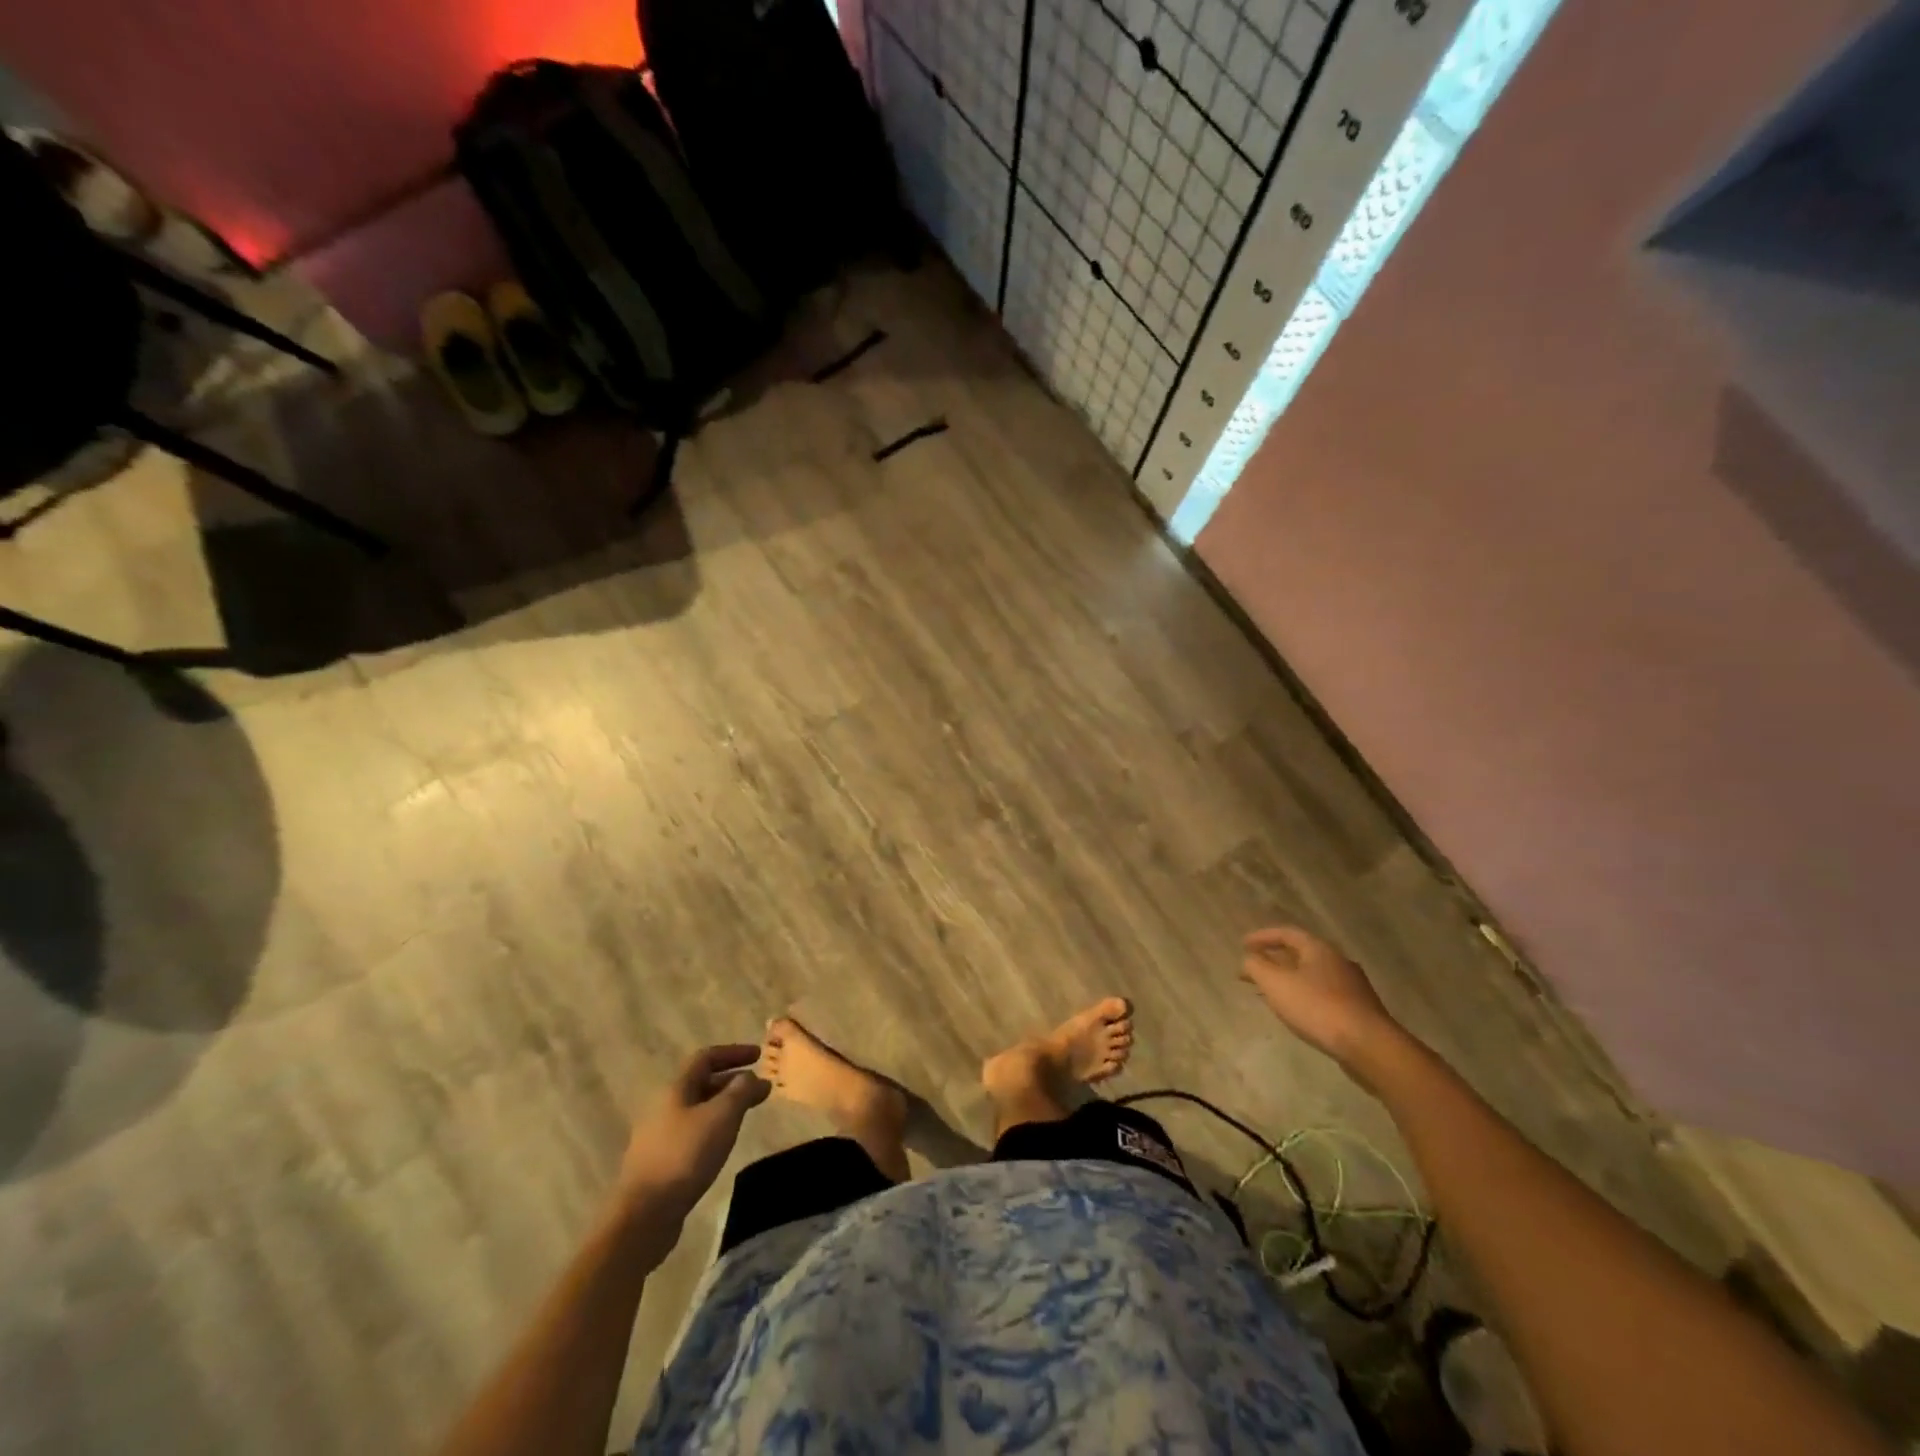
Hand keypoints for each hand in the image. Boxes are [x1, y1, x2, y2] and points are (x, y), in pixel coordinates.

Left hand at [617, 1045, 769, 1225]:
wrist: (643, 1216)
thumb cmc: (685, 1156)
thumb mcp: (721, 1117)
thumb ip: (740, 1091)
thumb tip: (751, 1077)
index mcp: (675, 1089)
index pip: (706, 1057)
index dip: (733, 1052)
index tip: (759, 1056)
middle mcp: (664, 1107)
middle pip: (701, 1083)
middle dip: (732, 1081)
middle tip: (759, 1089)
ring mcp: (659, 1136)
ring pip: (697, 1109)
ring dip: (724, 1105)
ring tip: (746, 1115)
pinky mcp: (660, 1162)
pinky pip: (692, 1132)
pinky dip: (713, 1128)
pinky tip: (723, 1143)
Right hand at [1241, 926, 1406, 1080]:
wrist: (1369, 1046)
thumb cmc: (1318, 1007)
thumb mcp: (1276, 983)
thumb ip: (1256, 966)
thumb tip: (1248, 959)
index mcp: (1319, 949)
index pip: (1286, 933)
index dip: (1262, 937)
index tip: (1243, 945)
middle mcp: (1338, 961)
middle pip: (1300, 953)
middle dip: (1273, 960)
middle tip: (1253, 970)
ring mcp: (1352, 986)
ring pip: (1312, 975)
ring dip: (1288, 979)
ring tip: (1270, 993)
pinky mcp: (1359, 1009)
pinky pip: (1323, 994)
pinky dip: (1304, 995)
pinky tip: (1297, 1012)